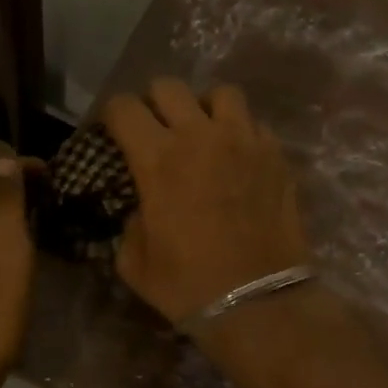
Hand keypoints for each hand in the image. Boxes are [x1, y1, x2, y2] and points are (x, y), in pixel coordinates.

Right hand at [102, 79, 312, 326]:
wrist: (256, 301)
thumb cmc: (186, 284)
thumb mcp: (133, 260)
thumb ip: (129, 221)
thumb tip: (138, 208)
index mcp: (157, 159)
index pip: (123, 107)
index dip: (111, 114)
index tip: (111, 131)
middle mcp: (200, 136)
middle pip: (168, 86)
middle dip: (153, 102)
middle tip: (154, 128)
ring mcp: (244, 141)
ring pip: (220, 93)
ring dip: (204, 108)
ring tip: (203, 132)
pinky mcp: (276, 156)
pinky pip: (254, 123)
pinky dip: (240, 132)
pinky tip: (236, 158)